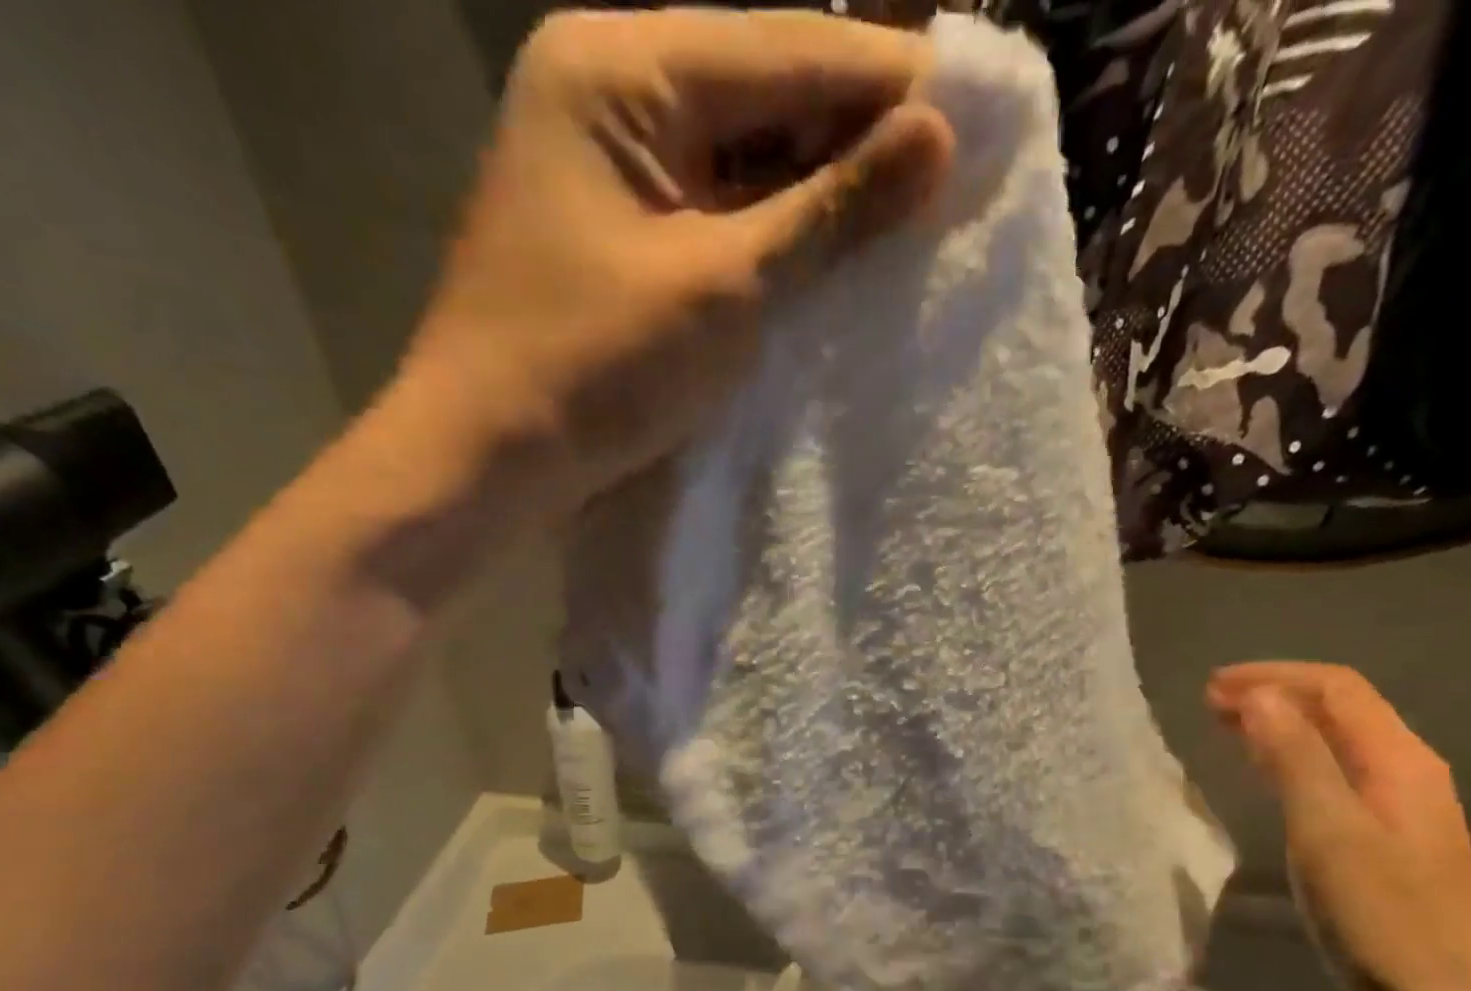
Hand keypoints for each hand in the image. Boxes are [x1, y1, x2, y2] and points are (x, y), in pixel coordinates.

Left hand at [397, 8, 952, 533]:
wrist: (489, 460)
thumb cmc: (592, 370)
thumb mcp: (722, 289)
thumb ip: (829, 213)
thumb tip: (938, 142)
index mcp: (621, 68)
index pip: (789, 49)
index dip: (890, 85)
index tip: (980, 118)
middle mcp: (611, 91)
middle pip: (766, 94)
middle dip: (858, 139)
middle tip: (954, 178)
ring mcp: (612, 167)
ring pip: (744, 157)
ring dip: (821, 190)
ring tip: (912, 218)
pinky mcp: (621, 234)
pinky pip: (716, 212)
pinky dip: (774, 233)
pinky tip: (833, 254)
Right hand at [1208, 663, 1470, 990]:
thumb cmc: (1380, 918)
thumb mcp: (1328, 832)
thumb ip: (1295, 758)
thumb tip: (1259, 695)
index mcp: (1401, 761)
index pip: (1337, 689)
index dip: (1273, 677)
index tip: (1211, 688)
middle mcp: (1409, 772)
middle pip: (1341, 708)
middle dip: (1275, 694)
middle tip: (1210, 704)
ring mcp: (1403, 806)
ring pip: (1338, 741)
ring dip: (1282, 724)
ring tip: (1228, 727)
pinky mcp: (1390, 837)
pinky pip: (1337, 773)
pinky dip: (1294, 758)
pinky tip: (1269, 774)